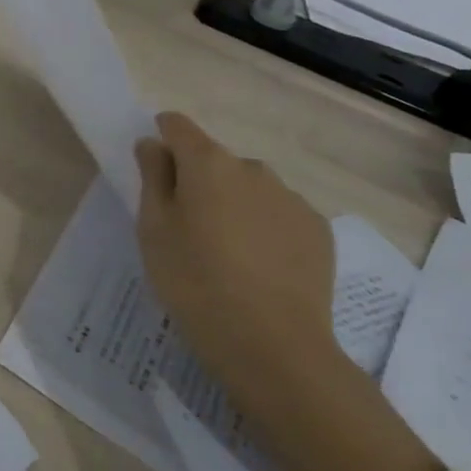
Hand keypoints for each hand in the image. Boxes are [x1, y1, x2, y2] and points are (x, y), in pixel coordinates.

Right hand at [133, 111, 344, 417]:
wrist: (271, 344)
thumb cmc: (193, 280)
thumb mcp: (153, 228)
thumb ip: (152, 177)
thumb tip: (154, 145)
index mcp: (207, 163)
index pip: (178, 126)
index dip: (163, 138)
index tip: (154, 167)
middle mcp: (253, 169)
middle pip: (216, 160)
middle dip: (199, 180)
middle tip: (187, 225)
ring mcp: (291, 199)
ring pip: (251, 188)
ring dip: (234, 203)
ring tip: (226, 251)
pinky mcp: (318, 231)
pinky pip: (280, 214)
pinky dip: (264, 227)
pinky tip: (258, 266)